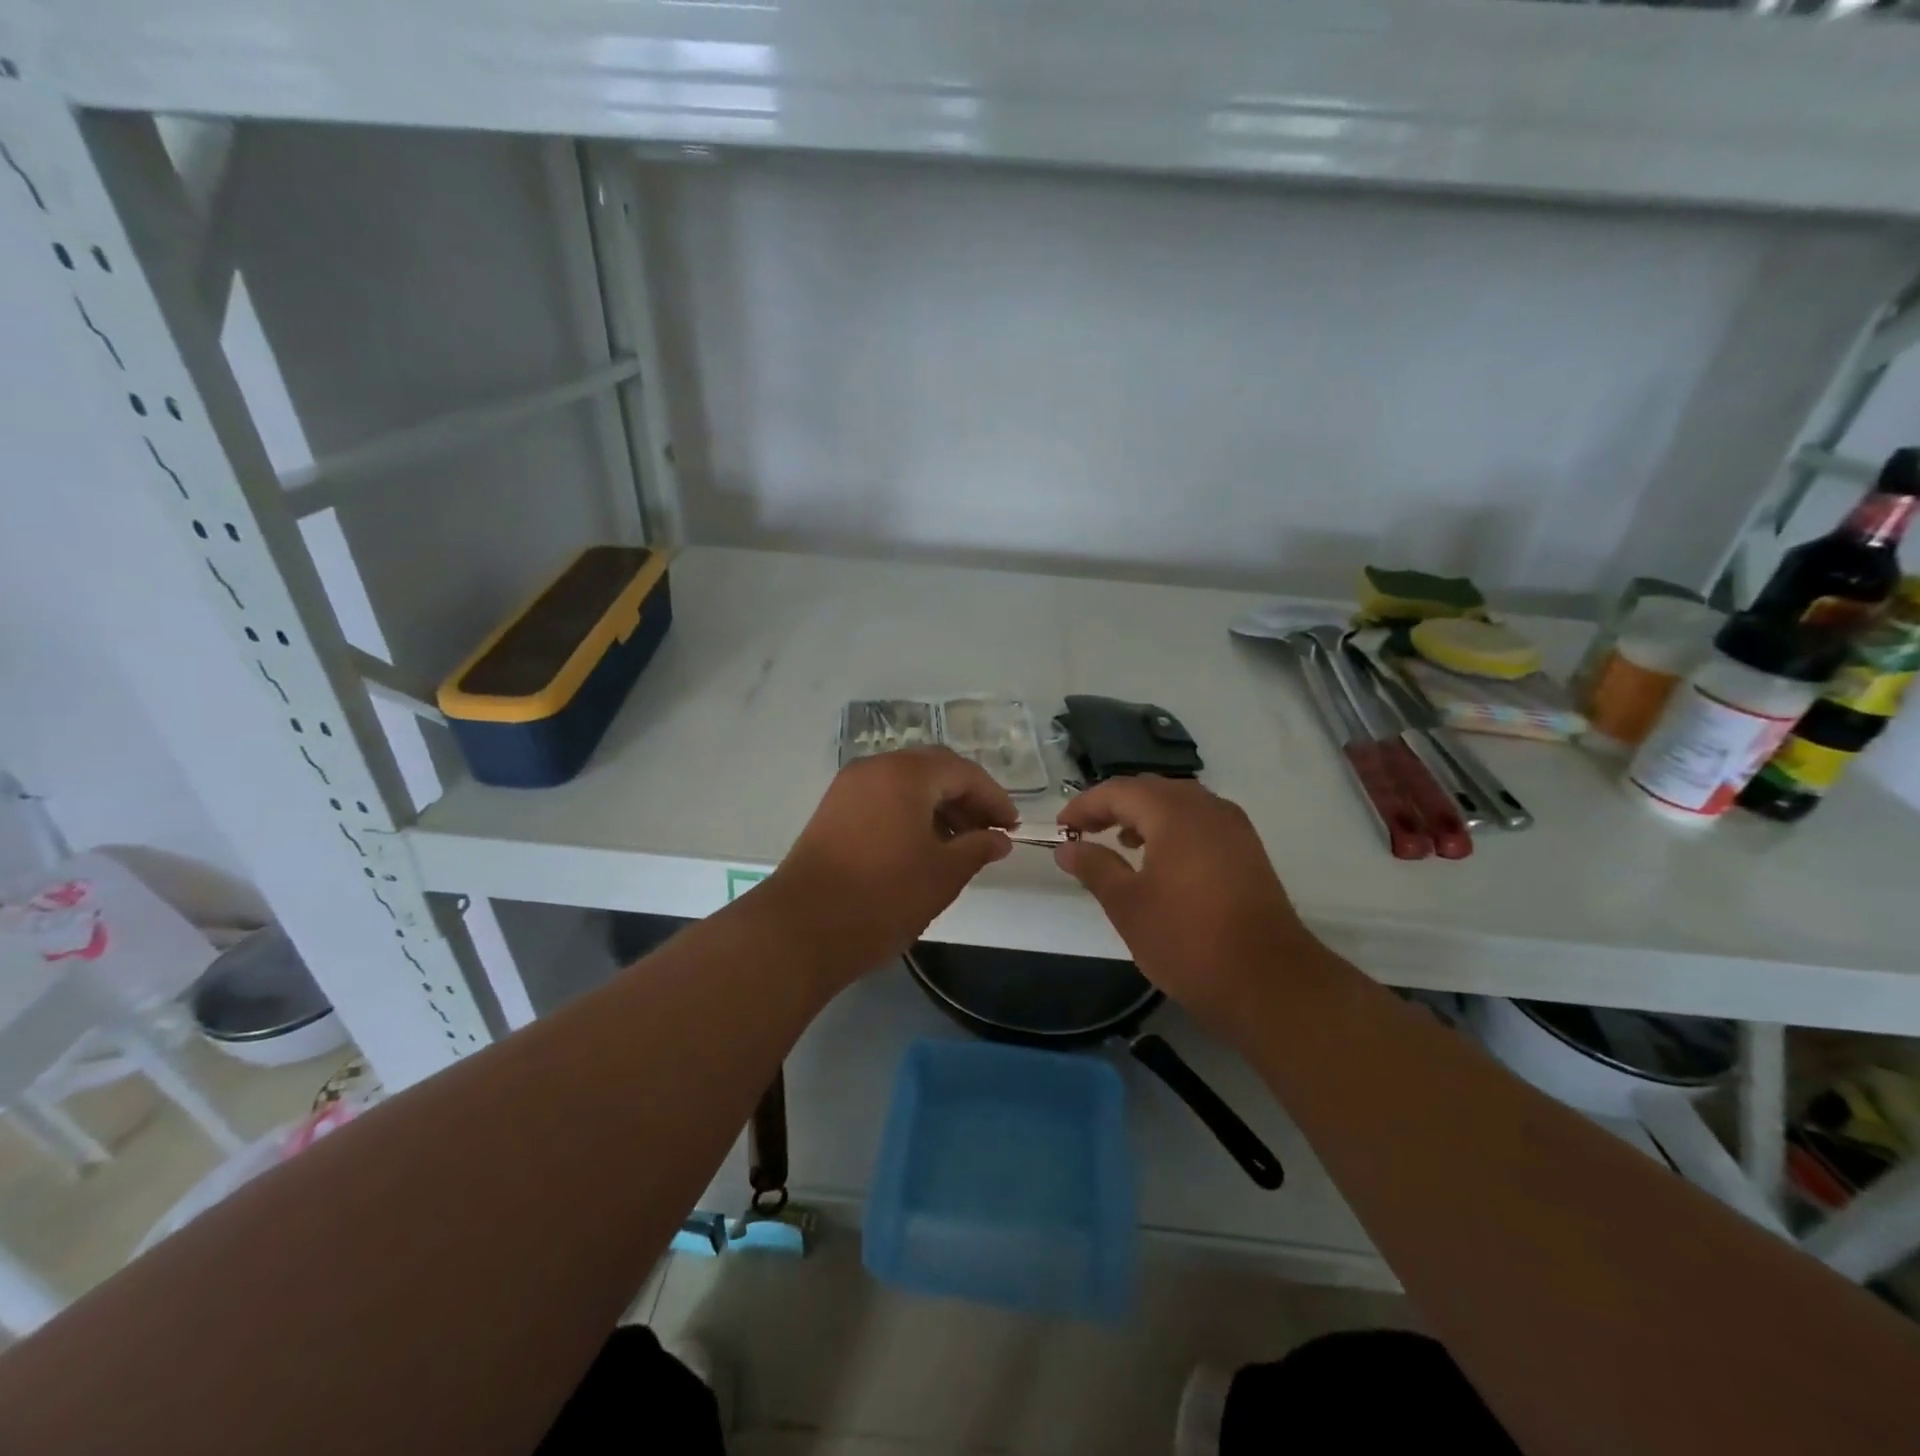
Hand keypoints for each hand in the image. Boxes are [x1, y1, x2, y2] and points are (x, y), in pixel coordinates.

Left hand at [769, 747, 1016, 986]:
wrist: (801, 929)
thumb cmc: (883, 898)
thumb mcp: (943, 874)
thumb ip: (978, 848)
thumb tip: (999, 839)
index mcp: (905, 774)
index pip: (963, 772)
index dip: (994, 798)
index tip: (1012, 828)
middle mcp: (875, 768)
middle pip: (933, 769)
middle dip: (966, 797)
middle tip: (988, 831)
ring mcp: (848, 787)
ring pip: (906, 782)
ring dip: (938, 805)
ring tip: (960, 843)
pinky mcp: (832, 810)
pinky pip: (883, 797)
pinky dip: (910, 812)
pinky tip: (923, 845)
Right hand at [1055, 776, 1319, 1037]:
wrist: (1269, 981)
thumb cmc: (1187, 940)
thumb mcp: (1128, 905)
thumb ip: (1094, 867)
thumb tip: (1067, 847)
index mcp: (1174, 813)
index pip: (1119, 790)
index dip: (1085, 805)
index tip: (1062, 827)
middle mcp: (1207, 808)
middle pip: (1151, 789)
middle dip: (1114, 805)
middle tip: (1086, 831)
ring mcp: (1234, 827)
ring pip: (1179, 803)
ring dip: (1145, 815)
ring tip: (1121, 843)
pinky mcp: (1248, 851)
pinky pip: (1201, 821)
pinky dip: (1173, 828)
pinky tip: (1162, 860)